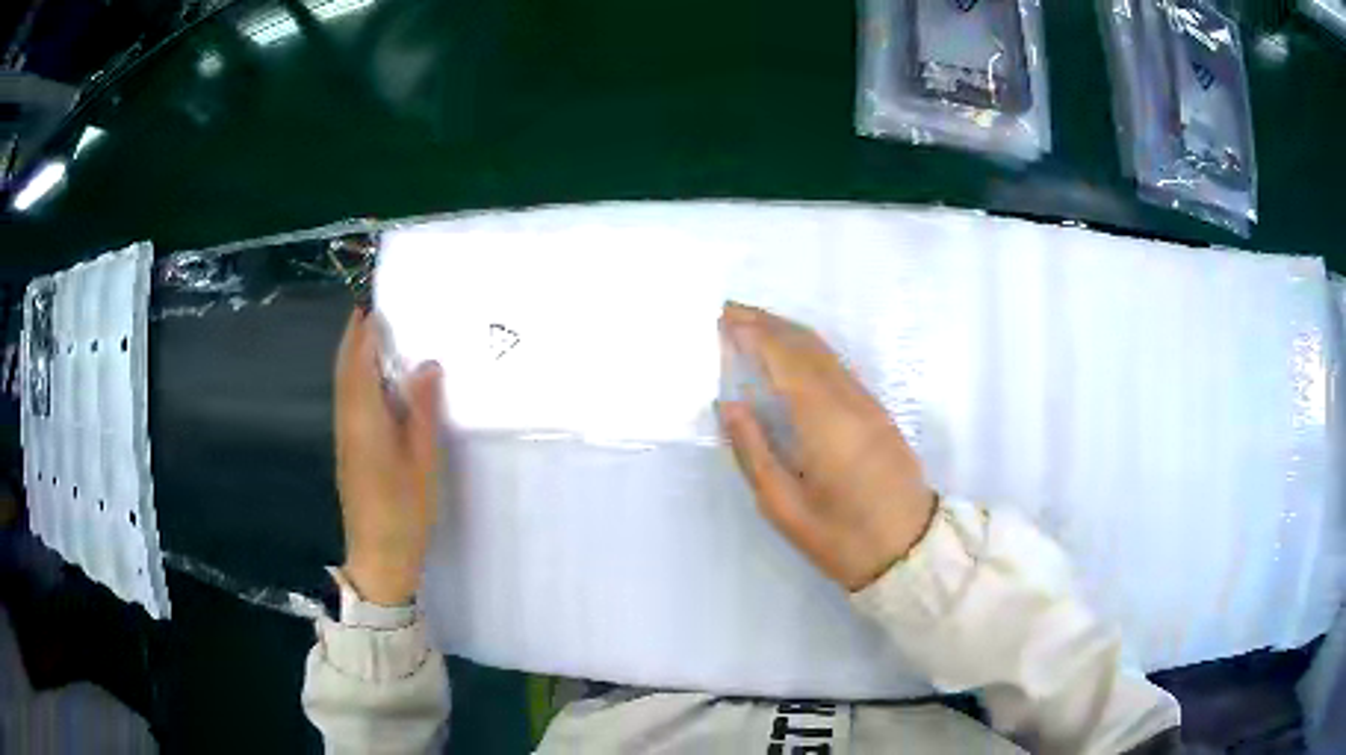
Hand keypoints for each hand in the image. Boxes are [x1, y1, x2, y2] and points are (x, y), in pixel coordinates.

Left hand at [334, 308, 443, 605]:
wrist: (379, 555)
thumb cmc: (405, 511)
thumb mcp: (423, 461)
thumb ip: (423, 410)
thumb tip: (427, 364)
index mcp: (365, 418)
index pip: (360, 359)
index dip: (365, 327)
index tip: (377, 296)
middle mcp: (348, 418)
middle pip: (345, 365)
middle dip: (356, 332)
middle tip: (375, 303)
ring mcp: (345, 434)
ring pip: (343, 381)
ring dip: (355, 351)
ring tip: (376, 328)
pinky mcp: (348, 446)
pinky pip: (348, 397)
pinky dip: (356, 374)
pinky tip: (374, 375)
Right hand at [718, 303, 936, 591]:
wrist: (910, 550)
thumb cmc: (841, 537)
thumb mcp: (784, 507)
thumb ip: (754, 452)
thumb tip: (730, 405)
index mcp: (824, 421)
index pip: (785, 358)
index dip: (753, 333)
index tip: (721, 316)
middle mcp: (849, 400)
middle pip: (806, 345)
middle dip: (767, 322)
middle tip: (729, 311)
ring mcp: (868, 403)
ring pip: (825, 352)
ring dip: (788, 332)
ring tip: (751, 326)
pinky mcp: (877, 412)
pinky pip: (837, 366)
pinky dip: (807, 350)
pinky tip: (789, 357)